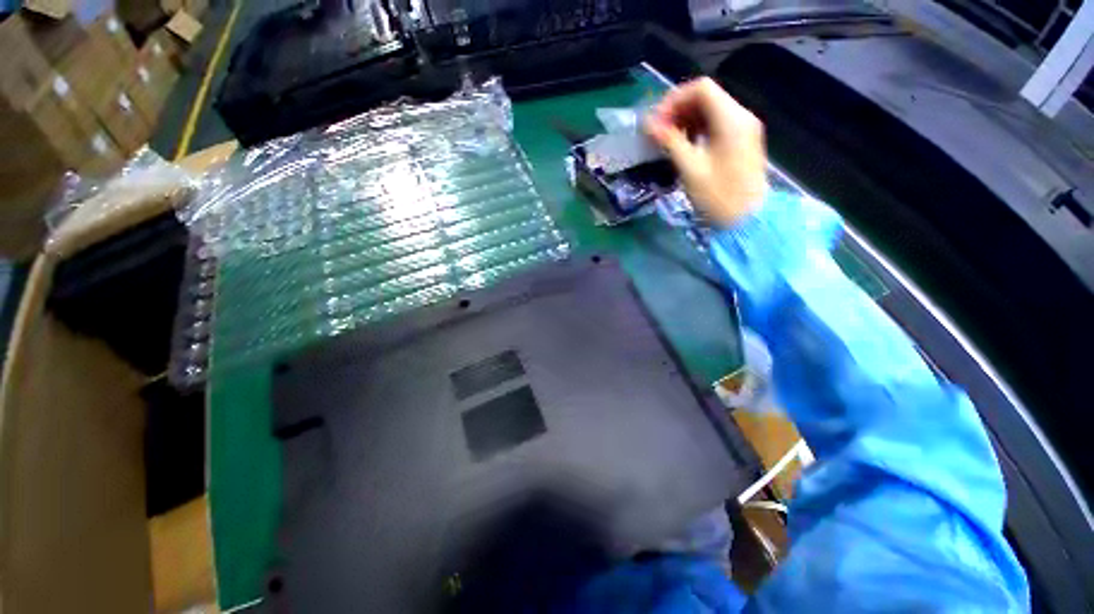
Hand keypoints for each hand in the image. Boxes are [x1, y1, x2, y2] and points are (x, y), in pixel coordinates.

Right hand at [645, 78, 767, 225]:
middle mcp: (741, 116)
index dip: (674, 100)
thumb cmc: (718, 196)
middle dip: (678, 109)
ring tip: (668, 139)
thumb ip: (671, 141)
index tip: (656, 121)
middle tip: (658, 131)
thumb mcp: (691, 168)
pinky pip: (717, 124)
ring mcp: (744, 128)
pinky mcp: (742, 140)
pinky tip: (685, 144)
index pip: (701, 88)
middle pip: (706, 97)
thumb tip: (649, 124)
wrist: (747, 219)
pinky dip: (698, 128)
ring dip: (686, 119)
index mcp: (731, 119)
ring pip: (711, 110)